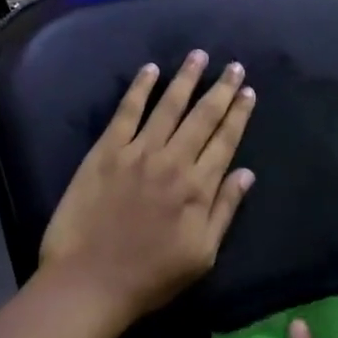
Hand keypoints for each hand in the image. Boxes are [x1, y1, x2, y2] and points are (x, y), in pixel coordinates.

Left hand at [38, 51, 256, 320]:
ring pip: (168, 106)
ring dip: (186, 79)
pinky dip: (140, 88)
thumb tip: (246, 173)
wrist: (90, 281)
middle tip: (234, 66)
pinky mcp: (105, 152)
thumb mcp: (202, 254)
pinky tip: (150, 70)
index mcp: (199, 188)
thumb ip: (224, 210)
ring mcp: (137, 153)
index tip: (248, 92)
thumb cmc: (151, 276)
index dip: (239, 114)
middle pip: (203, 117)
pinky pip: (126, 112)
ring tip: (199, 56)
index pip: (225, 141)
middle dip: (221, 89)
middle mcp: (173, 161)